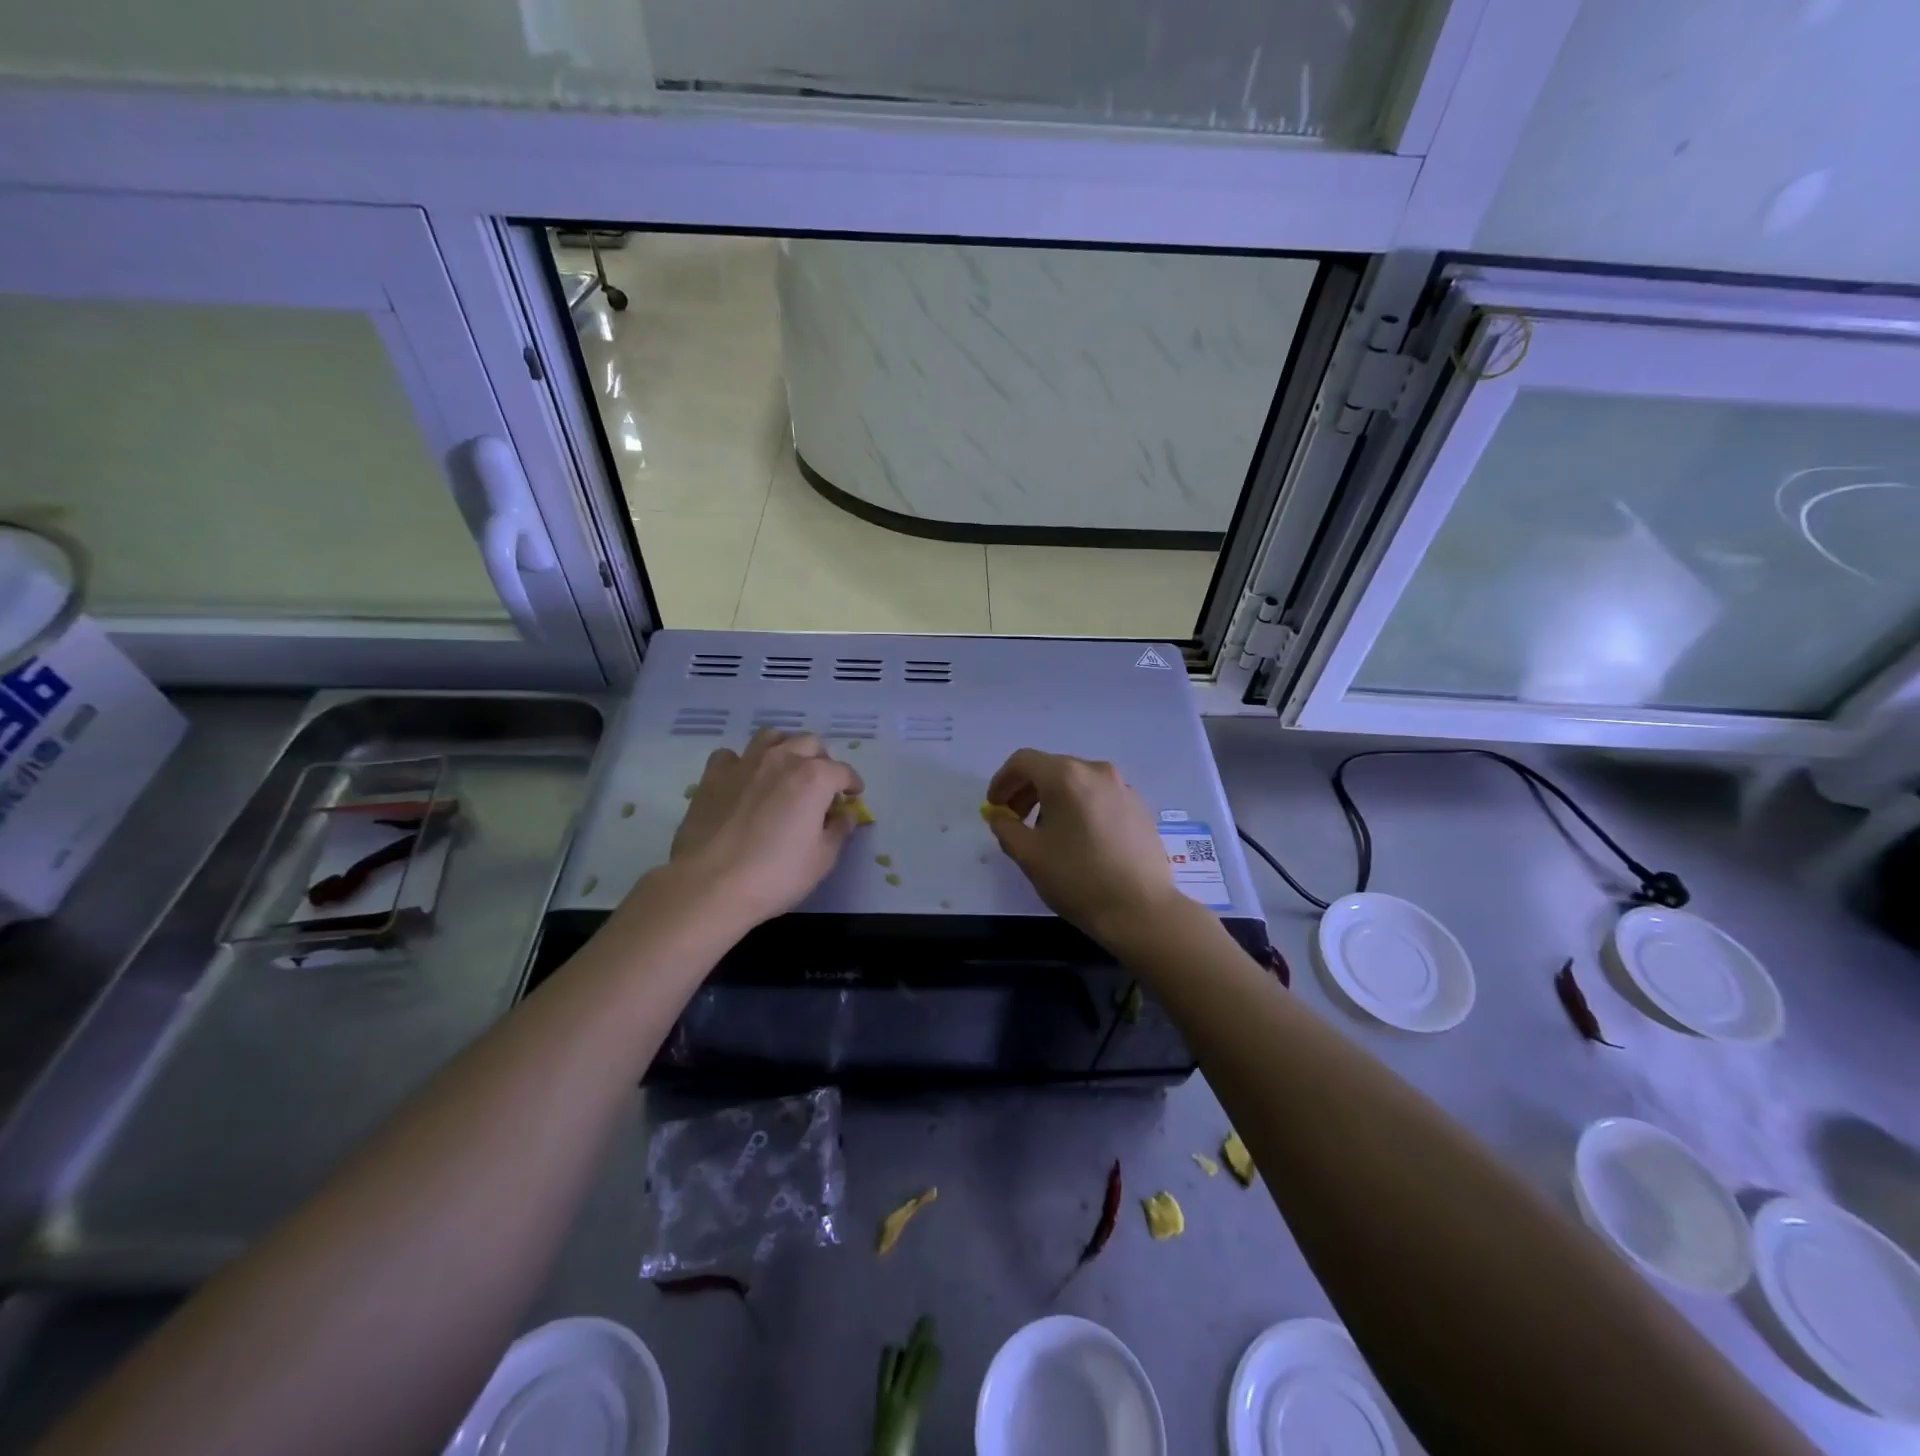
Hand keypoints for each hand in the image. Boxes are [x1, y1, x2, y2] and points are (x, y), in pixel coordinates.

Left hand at [669, 729, 864, 929]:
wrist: (710, 885)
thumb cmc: (776, 875)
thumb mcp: (822, 860)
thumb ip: (839, 831)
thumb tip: (846, 815)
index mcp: (814, 778)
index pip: (843, 771)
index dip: (852, 783)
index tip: (853, 796)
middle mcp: (782, 760)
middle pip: (810, 743)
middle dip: (822, 760)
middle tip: (821, 785)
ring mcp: (744, 764)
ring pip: (771, 737)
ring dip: (785, 748)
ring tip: (786, 770)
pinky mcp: (713, 776)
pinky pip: (731, 756)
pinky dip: (742, 763)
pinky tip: (744, 781)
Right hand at [983, 749, 1183, 948]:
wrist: (1140, 910)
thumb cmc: (1077, 879)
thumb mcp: (1028, 855)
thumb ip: (1005, 827)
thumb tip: (998, 814)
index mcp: (1066, 776)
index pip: (1023, 762)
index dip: (1002, 781)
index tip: (995, 807)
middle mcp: (1096, 771)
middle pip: (1051, 768)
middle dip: (1027, 790)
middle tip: (1015, 820)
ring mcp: (1123, 788)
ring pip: (1077, 782)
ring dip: (1054, 799)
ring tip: (1047, 833)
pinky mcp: (1139, 807)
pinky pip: (1099, 796)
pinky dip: (1080, 807)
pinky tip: (1080, 839)